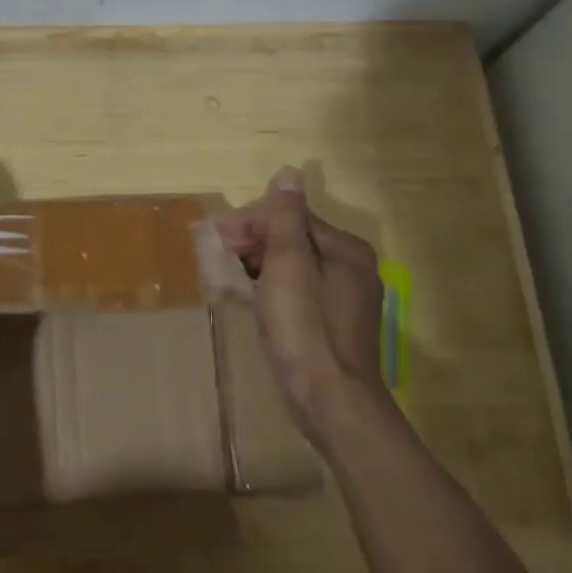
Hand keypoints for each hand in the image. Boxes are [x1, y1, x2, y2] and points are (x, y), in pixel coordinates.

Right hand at [216, 167, 385, 436]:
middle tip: (219, 257)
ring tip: (229, 276)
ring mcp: (346, 300)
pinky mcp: (334, 327)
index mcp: (346, 249)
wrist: (330, 399)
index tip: (219, 237)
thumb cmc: (305, 326)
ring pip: (296, 268)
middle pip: (296, 241)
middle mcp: (352, 269)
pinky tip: (253, 300)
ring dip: (261, 265)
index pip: (293, 218)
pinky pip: (300, 293)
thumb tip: (290, 173)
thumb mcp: (288, 264)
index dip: (254, 223)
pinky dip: (274, 289)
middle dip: (256, 243)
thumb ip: (286, 218)